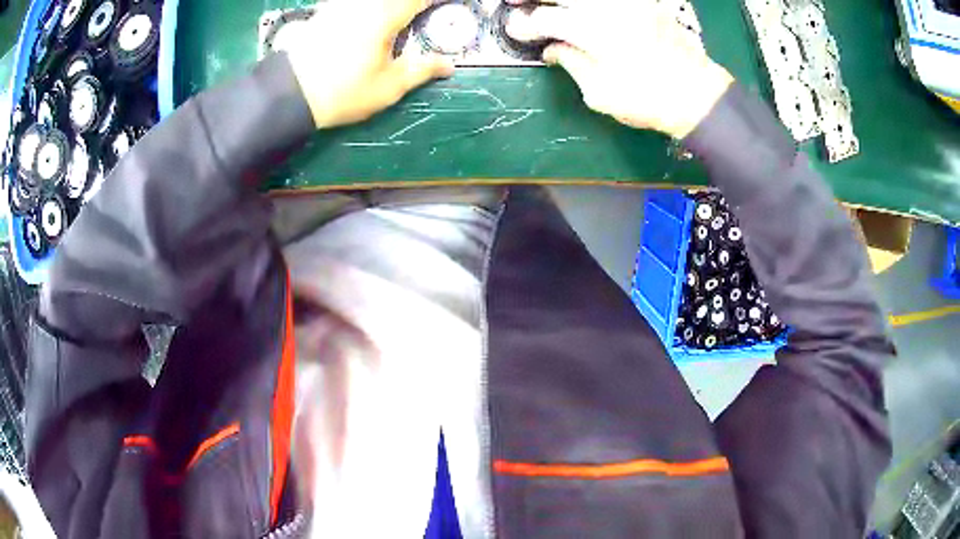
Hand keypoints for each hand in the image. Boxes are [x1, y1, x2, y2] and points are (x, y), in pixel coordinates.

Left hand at [278, 0, 454, 129]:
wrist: (289, 94)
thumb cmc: (344, 92)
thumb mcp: (388, 86)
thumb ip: (422, 70)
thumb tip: (449, 65)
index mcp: (386, 15)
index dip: (436, 2)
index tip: (446, 6)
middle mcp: (364, 2)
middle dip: (412, 4)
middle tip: (422, 13)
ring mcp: (341, 4)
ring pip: (373, 1)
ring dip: (390, 7)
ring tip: (400, 18)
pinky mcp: (326, 10)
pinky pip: (351, 3)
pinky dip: (368, 7)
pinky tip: (367, 16)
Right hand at [506, 0, 733, 138]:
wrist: (696, 94)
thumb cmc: (646, 99)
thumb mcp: (599, 92)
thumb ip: (570, 63)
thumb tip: (552, 49)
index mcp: (591, 30)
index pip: (544, 19)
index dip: (525, 25)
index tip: (515, 31)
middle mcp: (606, 7)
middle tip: (514, 1)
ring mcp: (628, 2)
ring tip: (550, 4)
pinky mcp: (644, 2)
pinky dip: (591, 1)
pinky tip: (582, 6)